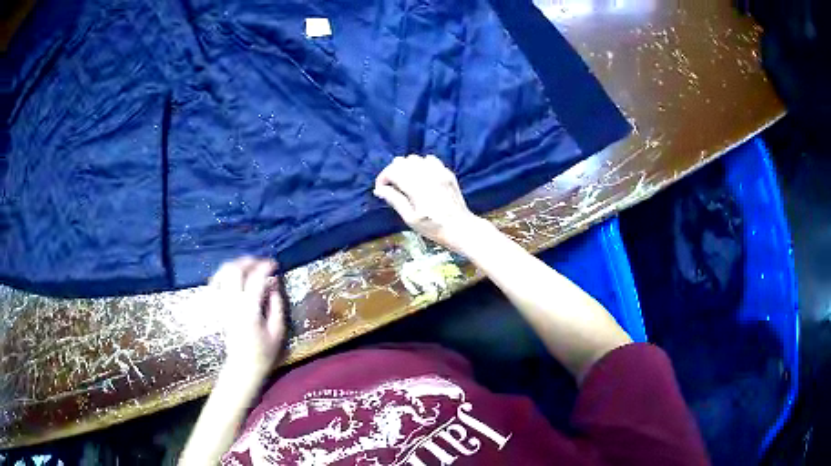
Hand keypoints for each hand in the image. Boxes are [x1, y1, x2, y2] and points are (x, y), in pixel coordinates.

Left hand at [208, 257, 285, 378]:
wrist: (243, 366)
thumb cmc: (264, 352)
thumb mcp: (278, 331)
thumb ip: (276, 304)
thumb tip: (274, 282)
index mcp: (249, 310)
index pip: (255, 278)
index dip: (266, 267)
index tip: (275, 265)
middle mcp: (231, 303)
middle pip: (234, 269)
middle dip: (249, 261)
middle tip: (261, 263)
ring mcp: (221, 304)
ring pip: (222, 272)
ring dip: (236, 264)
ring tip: (249, 266)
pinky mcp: (217, 307)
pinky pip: (216, 282)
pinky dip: (225, 274)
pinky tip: (234, 276)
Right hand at [374, 155, 487, 253]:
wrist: (460, 227)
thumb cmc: (433, 227)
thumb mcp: (410, 219)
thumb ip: (395, 200)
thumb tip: (379, 190)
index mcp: (416, 187)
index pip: (392, 171)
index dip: (382, 178)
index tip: (381, 190)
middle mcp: (427, 174)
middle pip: (402, 161)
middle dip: (393, 172)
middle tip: (392, 187)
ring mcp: (439, 171)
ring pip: (415, 158)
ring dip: (406, 167)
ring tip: (406, 182)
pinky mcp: (447, 172)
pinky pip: (430, 159)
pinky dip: (421, 165)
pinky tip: (422, 177)